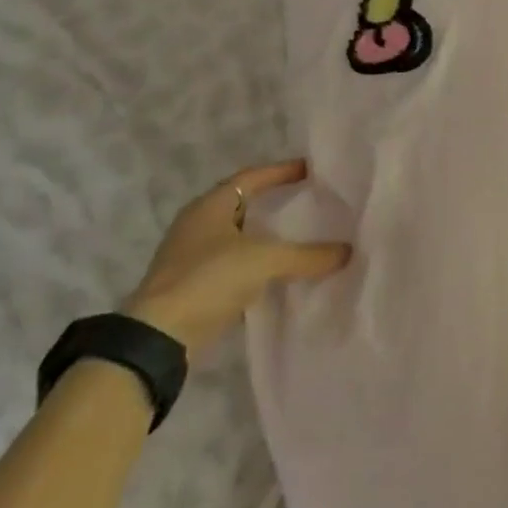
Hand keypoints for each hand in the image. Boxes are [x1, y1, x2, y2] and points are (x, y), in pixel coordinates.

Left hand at [122, 160, 348, 355]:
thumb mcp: (264, 260)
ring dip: (267, 237)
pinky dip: (258, 264)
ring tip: (301, 236)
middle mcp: (198, 225)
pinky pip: (235, 265)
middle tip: (309, 202)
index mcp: (209, 206)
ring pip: (239, 237)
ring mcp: (192, 257)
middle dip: (275, 204)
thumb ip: (307, 254)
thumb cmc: (208, 279)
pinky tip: (280, 272)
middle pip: (244, 205)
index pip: (251, 178)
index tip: (310, 170)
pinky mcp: (194, 286)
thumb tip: (347, 251)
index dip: (280, 171)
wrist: (159, 338)